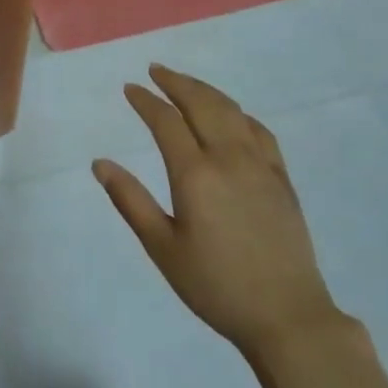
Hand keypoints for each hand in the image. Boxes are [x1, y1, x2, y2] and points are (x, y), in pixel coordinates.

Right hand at [95, 65, 339, 357]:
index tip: (130, 89)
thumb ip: (131, 201)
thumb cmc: (216, 286)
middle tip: (156, 71)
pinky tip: (233, 116)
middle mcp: (229, 157)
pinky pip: (260, 131)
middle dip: (176, 83)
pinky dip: (239, 114)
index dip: (146, 101)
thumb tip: (100, 163)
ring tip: (186, 84)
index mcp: (195, 174)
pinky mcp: (282, 178)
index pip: (166, 121)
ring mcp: (260, 165)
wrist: (286, 315)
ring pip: (231, 111)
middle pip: (201, 104)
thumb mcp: (163, 249)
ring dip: (206, 91)